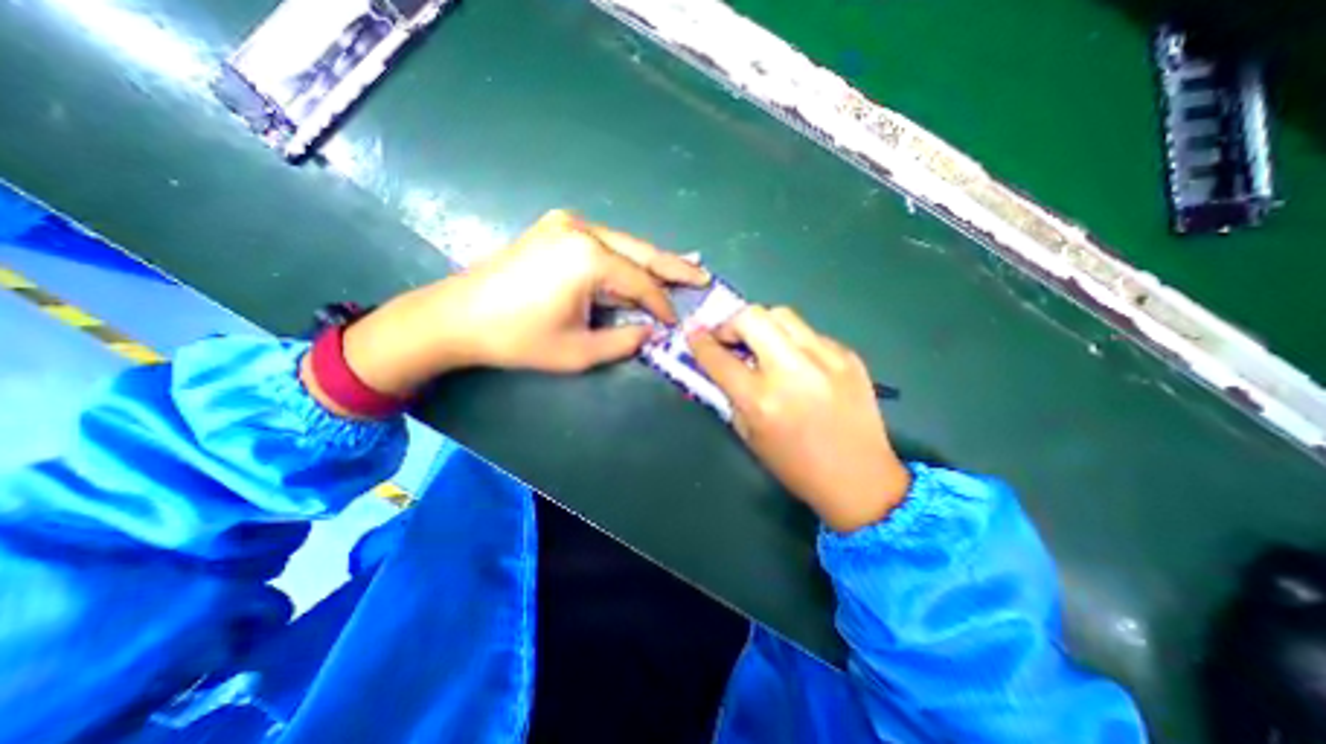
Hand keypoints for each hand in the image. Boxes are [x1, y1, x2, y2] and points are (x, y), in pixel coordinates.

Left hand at [330, 209, 709, 400]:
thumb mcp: (578, 351)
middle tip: (703, 276)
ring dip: (651, 261)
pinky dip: (626, 258)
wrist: (457, 316)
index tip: (676, 323)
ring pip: (625, 244)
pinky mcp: (556, 228)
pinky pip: (604, 243)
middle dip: (674, 267)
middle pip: (641, 252)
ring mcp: (566, 224)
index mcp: (588, 258)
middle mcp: (582, 230)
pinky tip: (642, 265)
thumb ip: (624, 341)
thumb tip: (651, 331)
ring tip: (682, 271)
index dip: (662, 305)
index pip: (641, 283)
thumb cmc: (517, 338)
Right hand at [683, 306, 913, 531]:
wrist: (860, 479)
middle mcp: (792, 372)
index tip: (693, 332)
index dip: (699, 341)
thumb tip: (721, 362)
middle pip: (752, 317)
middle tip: (730, 339)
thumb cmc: (796, 466)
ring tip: (761, 344)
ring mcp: (826, 359)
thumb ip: (731, 394)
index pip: (719, 358)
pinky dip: (792, 341)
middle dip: (731, 323)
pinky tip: (796, 362)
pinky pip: (809, 333)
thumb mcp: (750, 435)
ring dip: (762, 325)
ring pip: (782, 315)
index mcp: (762, 401)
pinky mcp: (848, 356)